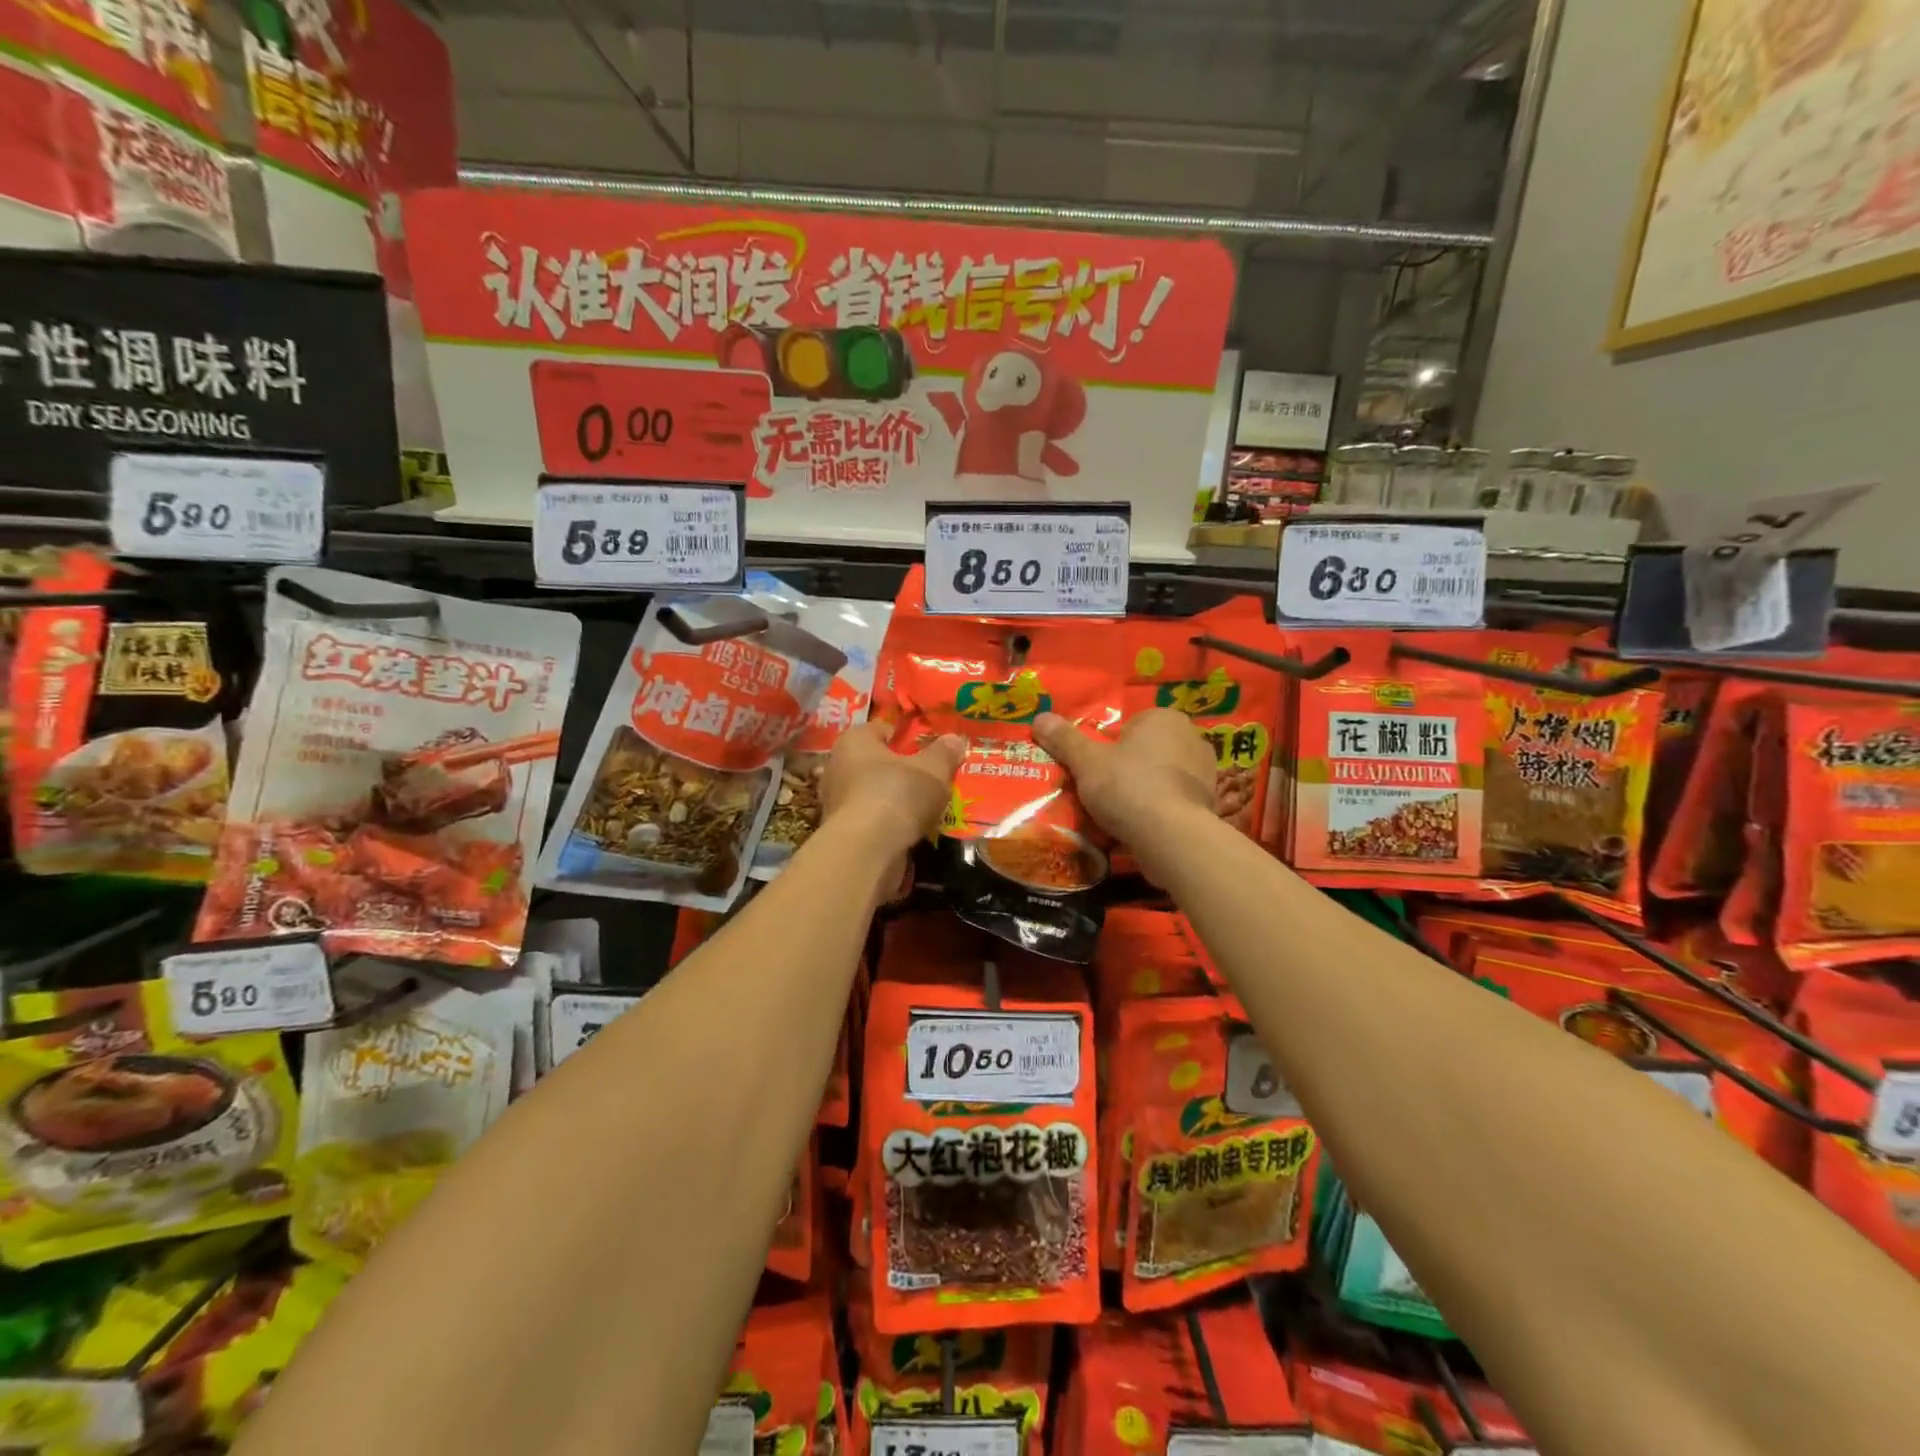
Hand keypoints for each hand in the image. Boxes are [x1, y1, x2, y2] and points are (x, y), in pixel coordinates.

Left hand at [820, 720, 964, 866]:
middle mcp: (838, 766)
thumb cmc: (897, 794)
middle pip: (876, 761)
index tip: (928, 748)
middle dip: (900, 769)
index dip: (906, 736)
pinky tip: (910, 829)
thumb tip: (954, 739)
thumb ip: (944, 753)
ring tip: (924, 806)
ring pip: (873, 791)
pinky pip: (871, 817)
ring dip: (895, 798)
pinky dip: (888, 821)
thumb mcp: (933, 770)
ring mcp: (836, 801)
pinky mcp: (842, 831)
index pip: (881, 729)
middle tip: (929, 777)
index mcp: (854, 740)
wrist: (865, 850)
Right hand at [1033, 707, 1216, 874]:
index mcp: (1164, 718)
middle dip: (1129, 766)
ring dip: (1146, 788)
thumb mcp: (1086, 762)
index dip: (1110, 746)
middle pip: (1148, 749)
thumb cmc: (1128, 786)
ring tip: (1121, 812)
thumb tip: (1040, 717)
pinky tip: (1143, 826)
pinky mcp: (1209, 803)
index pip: (1130, 724)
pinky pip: (1175, 799)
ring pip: (1163, 775)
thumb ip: (1064, 739)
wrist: (1171, 836)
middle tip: (1104, 790)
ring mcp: (1206, 771)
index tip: (1096, 767)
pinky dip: (1161, 809)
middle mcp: (1191, 737)